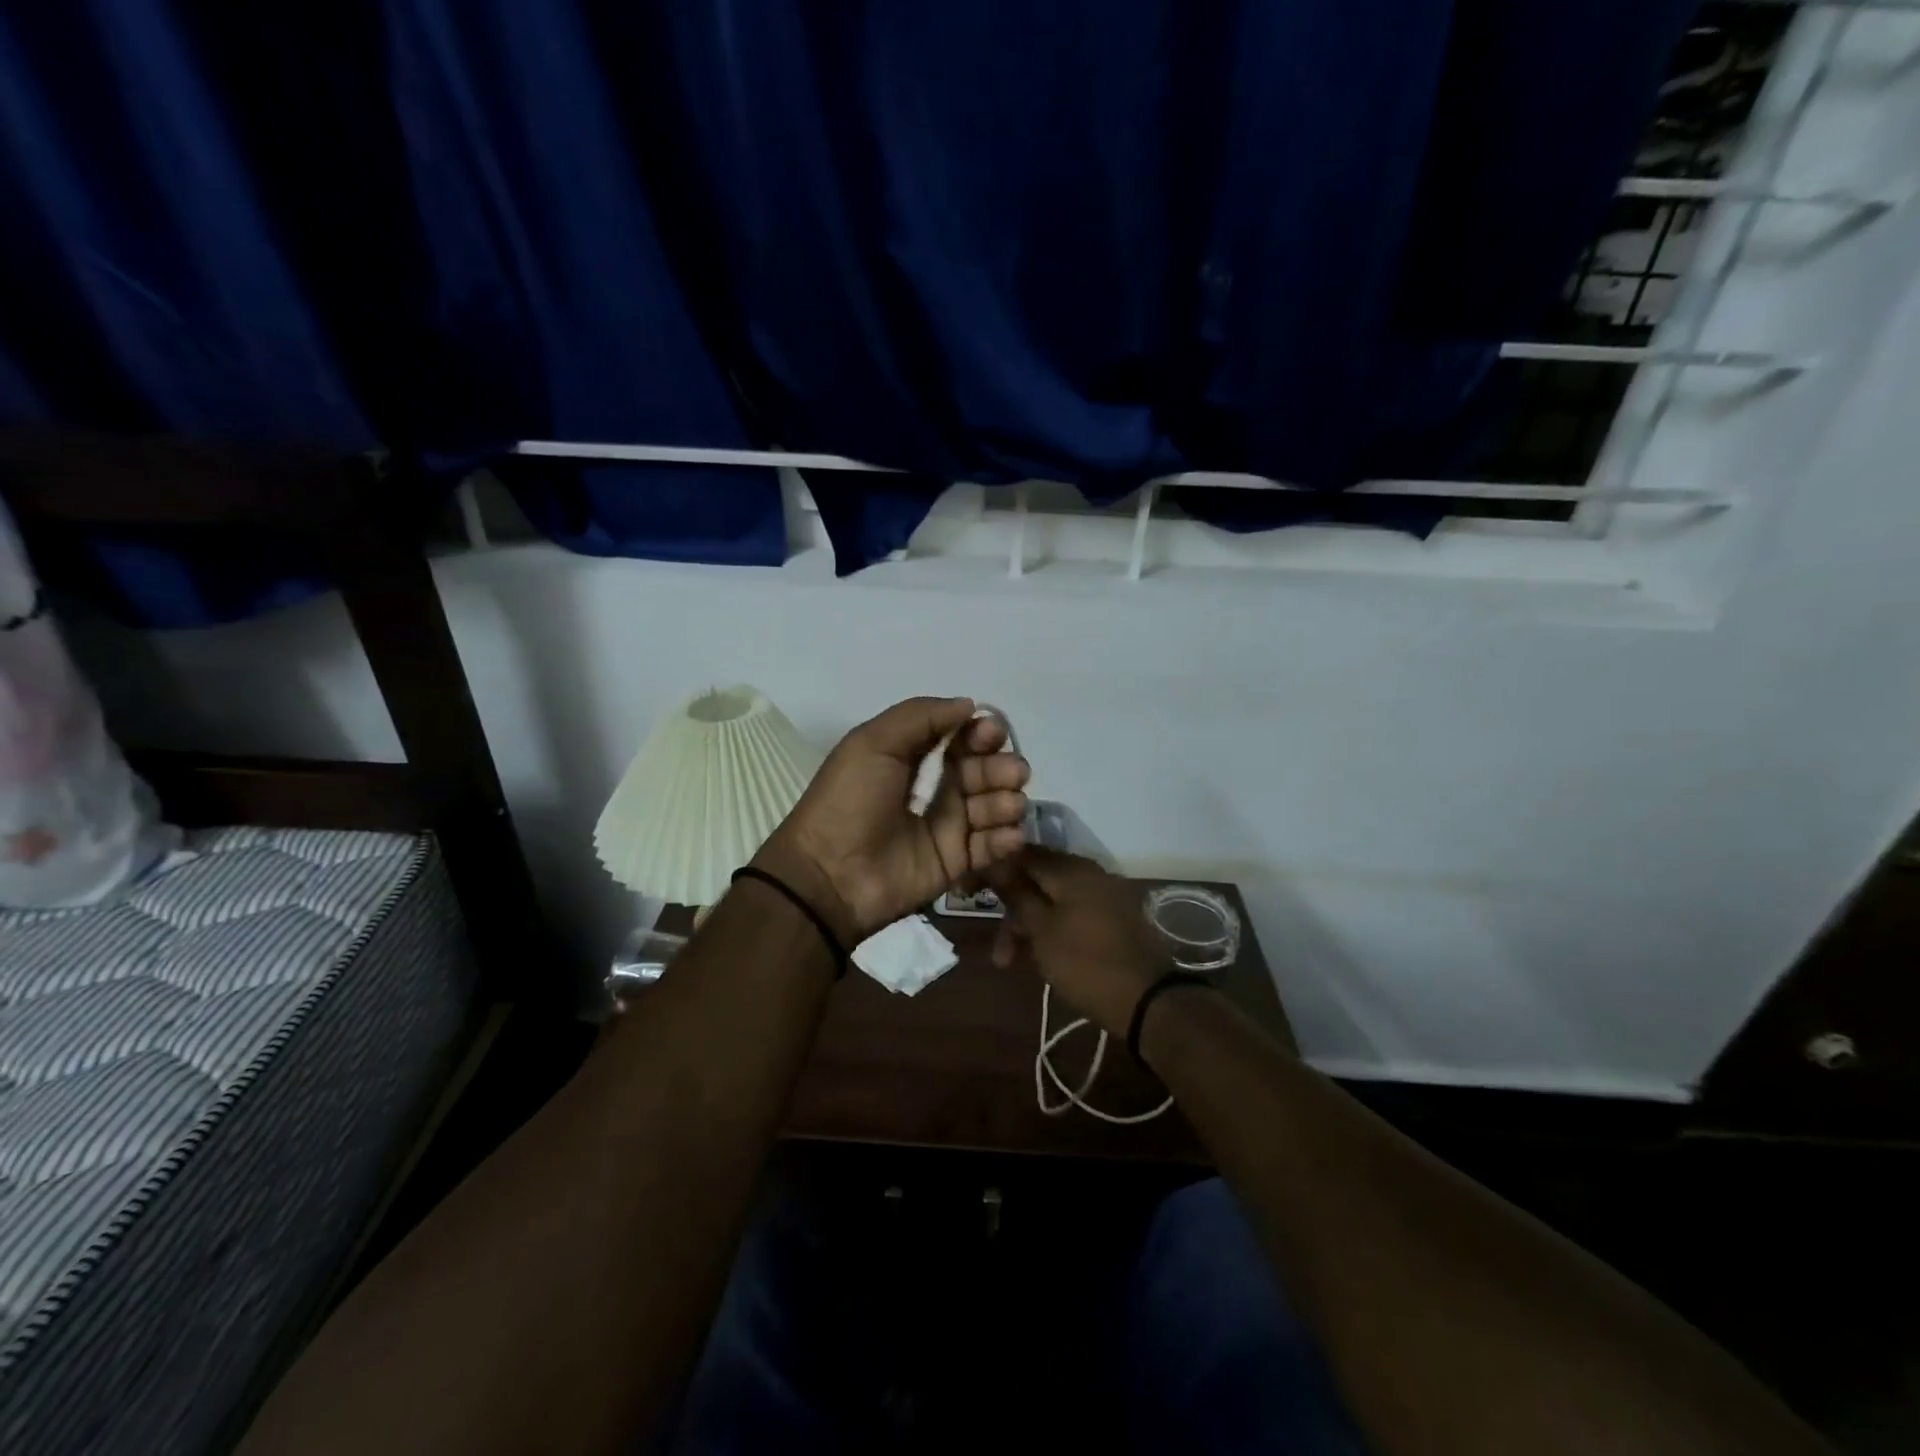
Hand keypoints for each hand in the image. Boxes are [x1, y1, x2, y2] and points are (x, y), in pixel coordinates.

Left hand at [754, 697, 1029, 944]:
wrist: (830, 873)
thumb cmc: (849, 800)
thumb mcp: (873, 742)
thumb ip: (920, 716)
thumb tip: (969, 705)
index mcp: (912, 757)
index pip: (960, 738)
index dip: (980, 733)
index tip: (992, 734)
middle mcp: (935, 788)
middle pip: (983, 770)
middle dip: (1001, 767)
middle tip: (1013, 773)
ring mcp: (947, 827)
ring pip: (993, 806)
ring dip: (1007, 800)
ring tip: (1008, 805)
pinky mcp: (955, 863)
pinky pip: (991, 847)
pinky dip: (1006, 838)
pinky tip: (1009, 834)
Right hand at [983, 848, 1169, 1038]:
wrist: (1148, 1000)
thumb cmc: (1085, 963)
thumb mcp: (1042, 930)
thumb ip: (1017, 893)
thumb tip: (995, 861)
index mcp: (1071, 868)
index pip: (1021, 854)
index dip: (993, 870)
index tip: (969, 892)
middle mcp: (1089, 872)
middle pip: (1037, 879)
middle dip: (1012, 911)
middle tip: (998, 950)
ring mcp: (1105, 894)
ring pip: (1054, 900)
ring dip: (1030, 926)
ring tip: (1013, 961)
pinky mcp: (1114, 917)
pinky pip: (1073, 913)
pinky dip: (1053, 929)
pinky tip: (1043, 956)